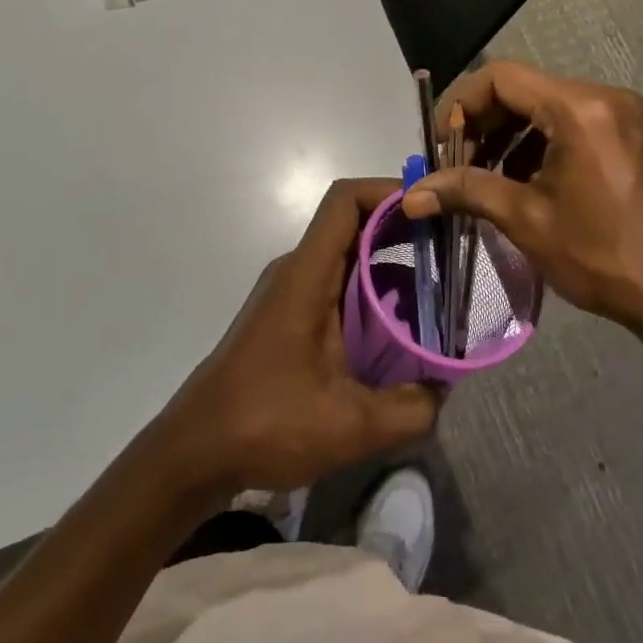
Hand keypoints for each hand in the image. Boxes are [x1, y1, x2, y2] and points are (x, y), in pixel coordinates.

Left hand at [154, 179, 438, 495]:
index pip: (345, 201)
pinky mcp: (286, 316)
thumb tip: (443, 390)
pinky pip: (334, 285)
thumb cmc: (266, 424)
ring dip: (388, 267)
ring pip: (345, 258)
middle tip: (447, 255)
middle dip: (401, 231)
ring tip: (433, 298)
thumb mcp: (350, 426)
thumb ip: (410, 409)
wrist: (195, 451)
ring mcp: (288, 293)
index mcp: (307, 276)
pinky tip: (395, 333)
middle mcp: (296, 271)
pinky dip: (369, 294)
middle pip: (351, 224)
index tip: (432, 209)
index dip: (388, 191)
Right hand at [401, 62, 642, 340]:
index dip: (459, 104)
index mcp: (579, 108)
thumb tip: (409, 196)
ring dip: (508, 135)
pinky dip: (538, 144)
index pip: (500, 77)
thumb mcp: (526, 219)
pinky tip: (522, 181)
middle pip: (523, 89)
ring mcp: (623, 115)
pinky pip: (571, 123)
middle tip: (456, 165)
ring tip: (484, 178)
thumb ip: (466, 191)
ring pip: (545, 106)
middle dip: (482, 123)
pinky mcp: (632, 135)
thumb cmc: (602, 256)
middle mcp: (604, 97)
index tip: (440, 144)